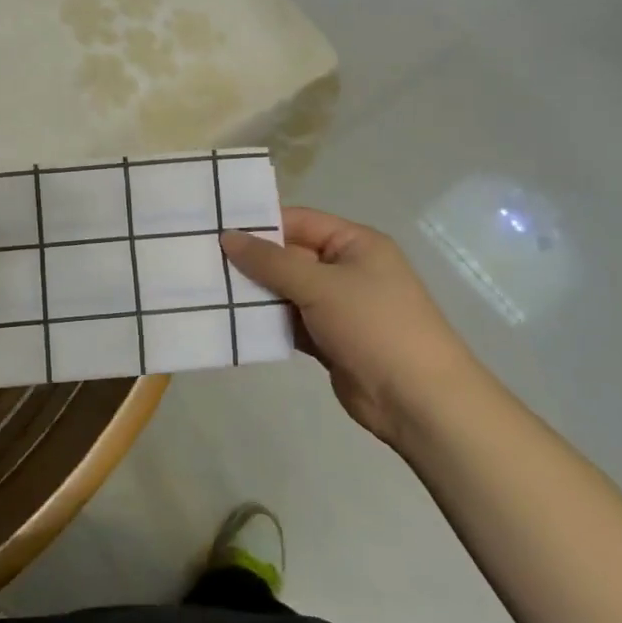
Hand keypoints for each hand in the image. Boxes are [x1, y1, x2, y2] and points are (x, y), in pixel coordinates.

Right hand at [222, 208, 476, 445]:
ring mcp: (338, 306)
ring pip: (287, 291)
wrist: (419, 400)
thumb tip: (228, 237)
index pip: (299, 221)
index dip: (260, 224)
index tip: (216, 229)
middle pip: (289, 256)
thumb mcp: (320, 285)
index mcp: (355, 243)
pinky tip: (231, 322)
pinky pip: (290, 321)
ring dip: (255, 293)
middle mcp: (346, 269)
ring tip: (207, 289)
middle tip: (202, 260)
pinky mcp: (329, 339)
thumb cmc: (375, 326)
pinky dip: (266, 322)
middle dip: (251, 261)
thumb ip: (271, 262)